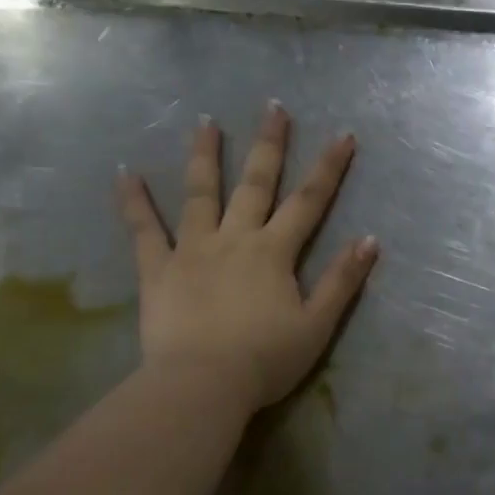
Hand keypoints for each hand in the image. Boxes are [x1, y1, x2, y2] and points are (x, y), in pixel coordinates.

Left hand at [117, 102, 378, 411]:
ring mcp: (192, 250)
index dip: (329, 168)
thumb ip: (342, 280)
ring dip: (205, 156)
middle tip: (273, 108)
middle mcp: (235, 239)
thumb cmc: (266, 359)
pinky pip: (144, 231)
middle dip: (269, 145)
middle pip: (255, 184)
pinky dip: (134, 202)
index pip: (309, 201)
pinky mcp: (158, 270)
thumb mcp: (317, 324)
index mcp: (274, 252)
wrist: (201, 386)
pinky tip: (125, 174)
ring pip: (200, 194)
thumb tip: (370, 240)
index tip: (343, 135)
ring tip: (205, 122)